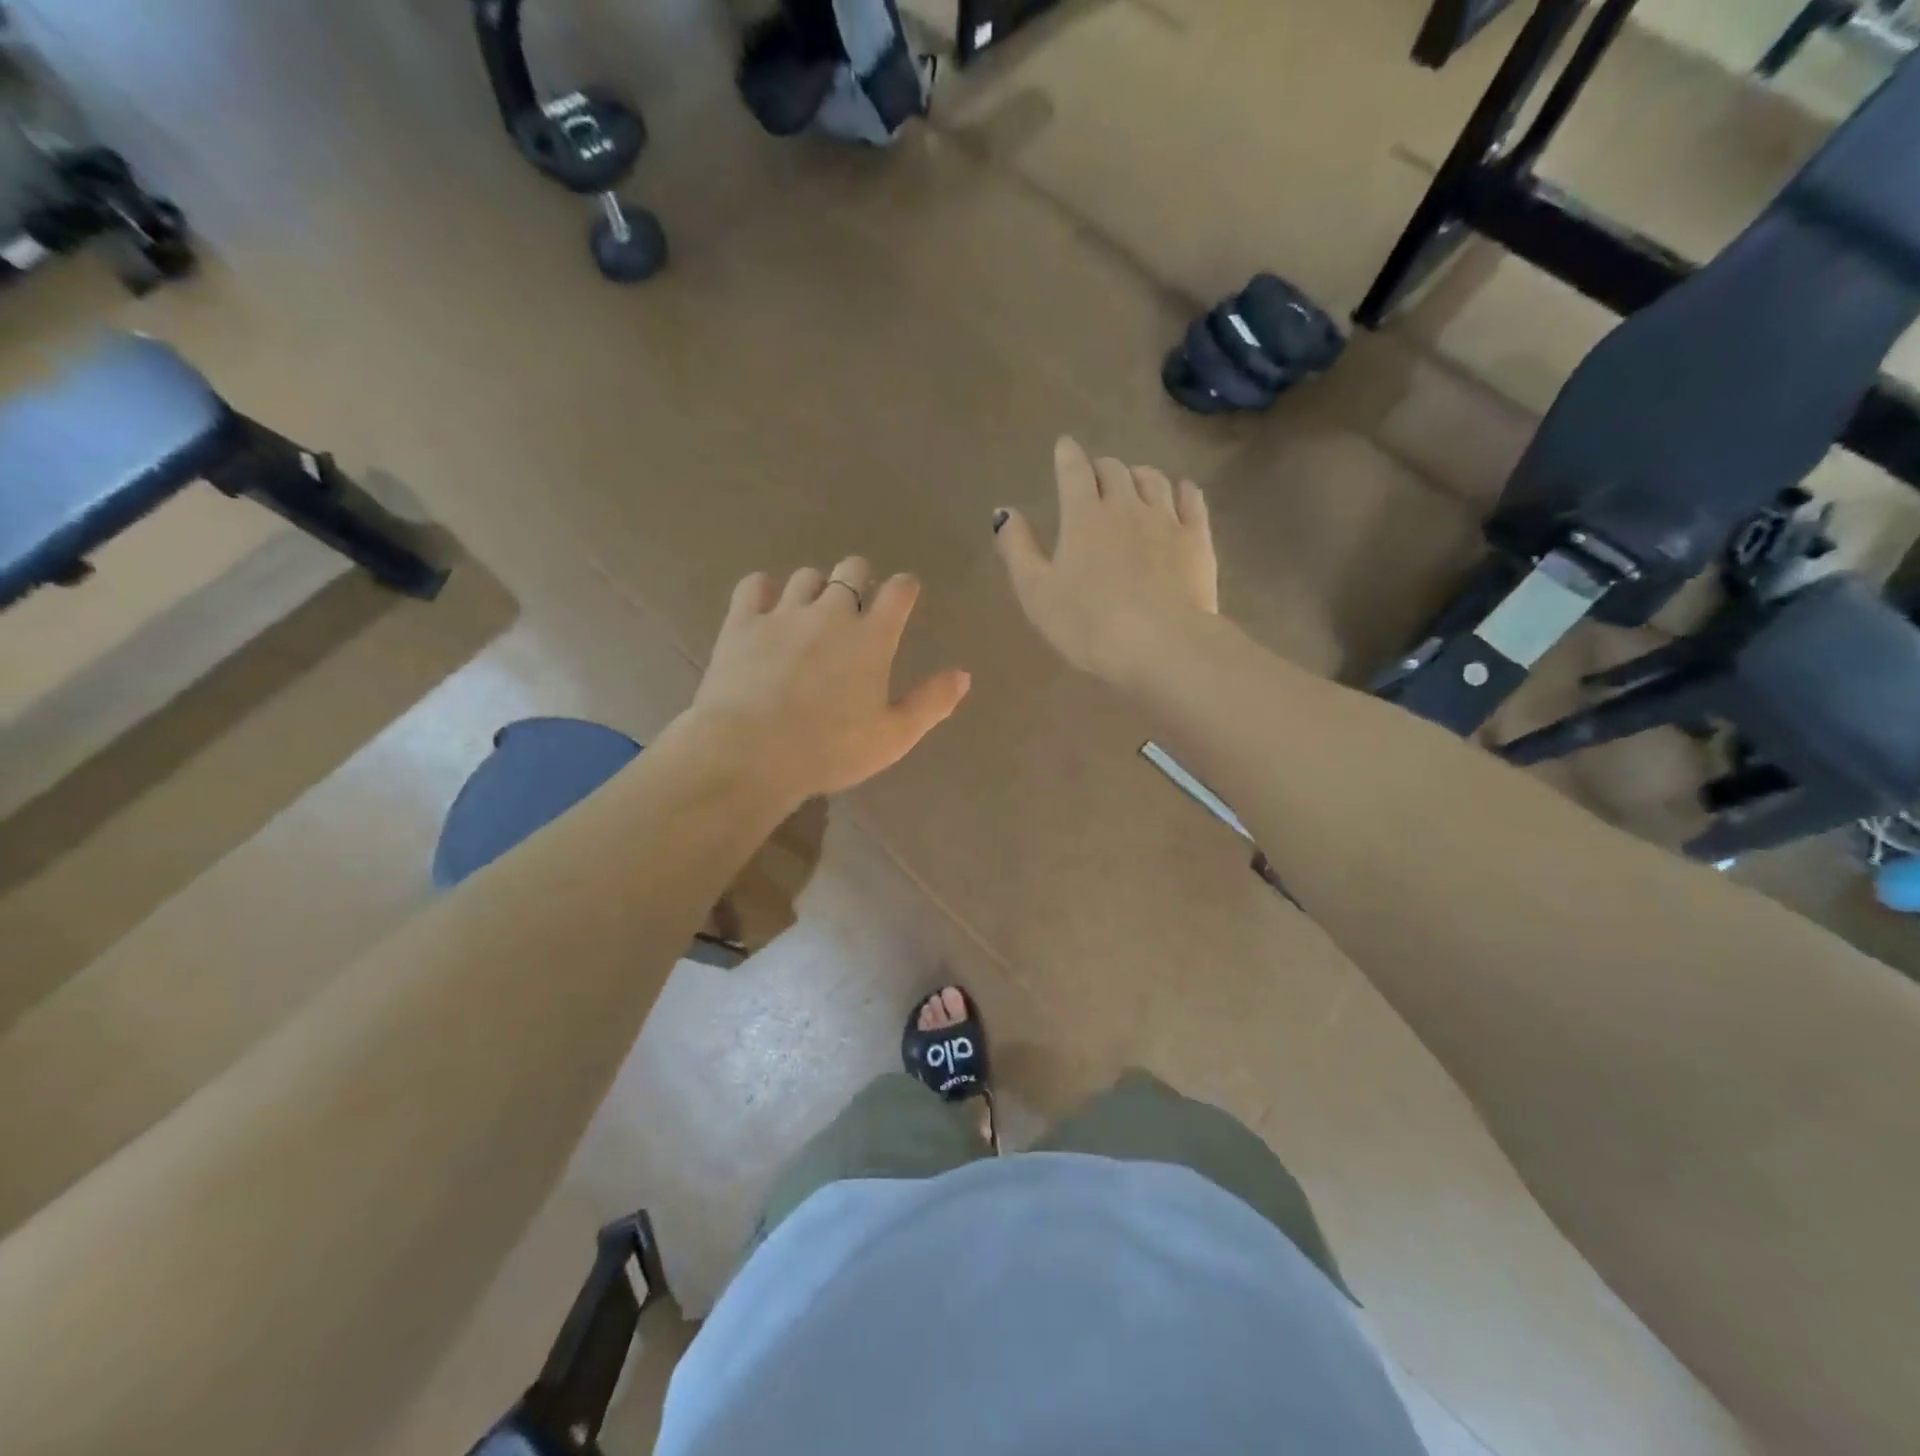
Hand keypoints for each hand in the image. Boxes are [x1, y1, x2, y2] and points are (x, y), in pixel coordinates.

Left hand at [685, 558, 970, 805]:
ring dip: (815, 588)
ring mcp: (784, 613)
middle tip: (856, 603)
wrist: (750, 753)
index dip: (904, 587)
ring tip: (811, 611)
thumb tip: (963, 675)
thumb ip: (931, 703)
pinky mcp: (742, 622)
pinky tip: (765, 606)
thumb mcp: (893, 737)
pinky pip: (755, 584)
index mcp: (872, 638)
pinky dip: (764, 589)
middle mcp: (831, 613)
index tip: (904, 593)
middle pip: (851, 570)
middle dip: (859, 578)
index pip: (899, 591)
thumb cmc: (830, 750)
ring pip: (806, 576)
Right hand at [994, 437, 1217, 687]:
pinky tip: (1178, 494)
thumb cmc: (1087, 623)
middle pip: (1114, 470)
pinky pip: (1191, 499)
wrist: (1160, 644)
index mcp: (1083, 515)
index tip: (1064, 447)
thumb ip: (1017, 548)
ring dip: (1138, 475)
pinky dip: (1180, 490)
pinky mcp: (1197, 538)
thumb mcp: (1036, 591)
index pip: (1074, 470)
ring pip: (1153, 479)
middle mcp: (1126, 505)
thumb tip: (1003, 511)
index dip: (1067, 454)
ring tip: (1133, 483)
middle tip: (1094, 477)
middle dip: (1100, 467)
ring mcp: (1166, 519)